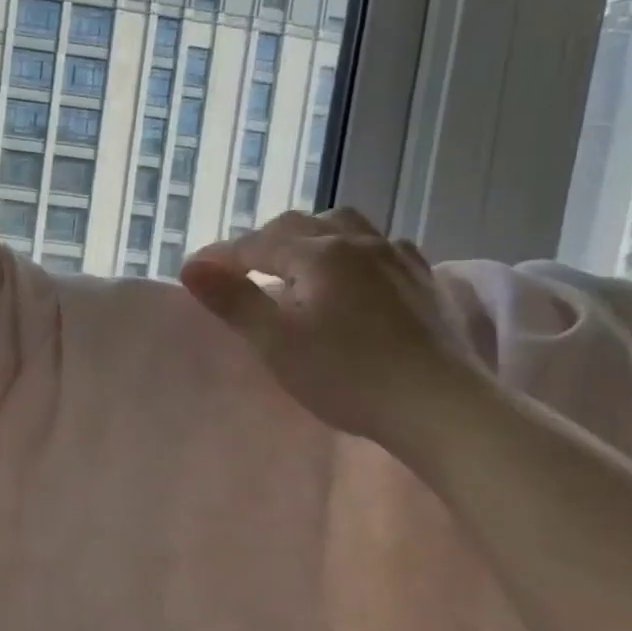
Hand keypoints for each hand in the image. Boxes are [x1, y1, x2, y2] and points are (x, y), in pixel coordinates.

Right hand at [180, 208, 486, 448]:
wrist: (440, 405)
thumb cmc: (347, 376)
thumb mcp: (276, 342)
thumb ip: (233, 300)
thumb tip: (191, 267)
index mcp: (319, 254)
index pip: (255, 245)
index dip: (220, 257)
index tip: (193, 272)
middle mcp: (358, 242)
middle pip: (298, 225)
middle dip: (262, 242)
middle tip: (240, 270)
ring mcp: (396, 257)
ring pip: (344, 225)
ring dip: (309, 236)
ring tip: (295, 263)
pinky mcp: (423, 279)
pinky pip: (380, 246)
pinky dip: (352, 250)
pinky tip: (354, 273)